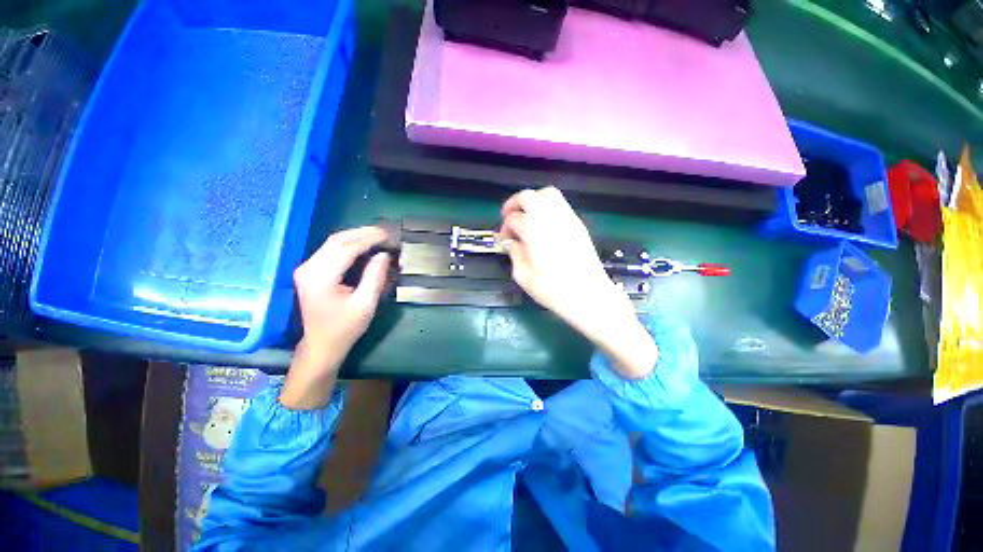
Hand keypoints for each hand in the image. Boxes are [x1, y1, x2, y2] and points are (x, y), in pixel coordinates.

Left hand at [281, 227, 390, 408]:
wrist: (321, 345)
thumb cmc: (345, 328)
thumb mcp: (365, 304)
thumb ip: (375, 277)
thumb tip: (385, 255)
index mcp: (320, 277)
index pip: (346, 248)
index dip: (369, 239)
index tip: (388, 235)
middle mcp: (309, 268)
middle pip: (337, 240)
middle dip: (363, 233)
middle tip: (385, 232)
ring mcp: (307, 268)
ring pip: (333, 242)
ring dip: (356, 236)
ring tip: (378, 235)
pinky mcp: (311, 271)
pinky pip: (331, 250)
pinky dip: (350, 244)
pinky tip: (364, 244)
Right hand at [500, 187, 656, 378]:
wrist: (588, 295)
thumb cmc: (553, 289)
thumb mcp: (523, 276)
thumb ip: (514, 253)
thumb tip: (509, 242)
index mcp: (533, 230)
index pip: (513, 219)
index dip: (504, 228)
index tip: (504, 239)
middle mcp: (550, 217)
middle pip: (528, 196)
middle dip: (514, 204)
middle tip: (509, 218)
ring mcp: (567, 218)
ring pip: (547, 193)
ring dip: (532, 200)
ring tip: (527, 216)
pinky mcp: (578, 223)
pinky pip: (561, 204)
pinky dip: (547, 207)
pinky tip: (544, 224)